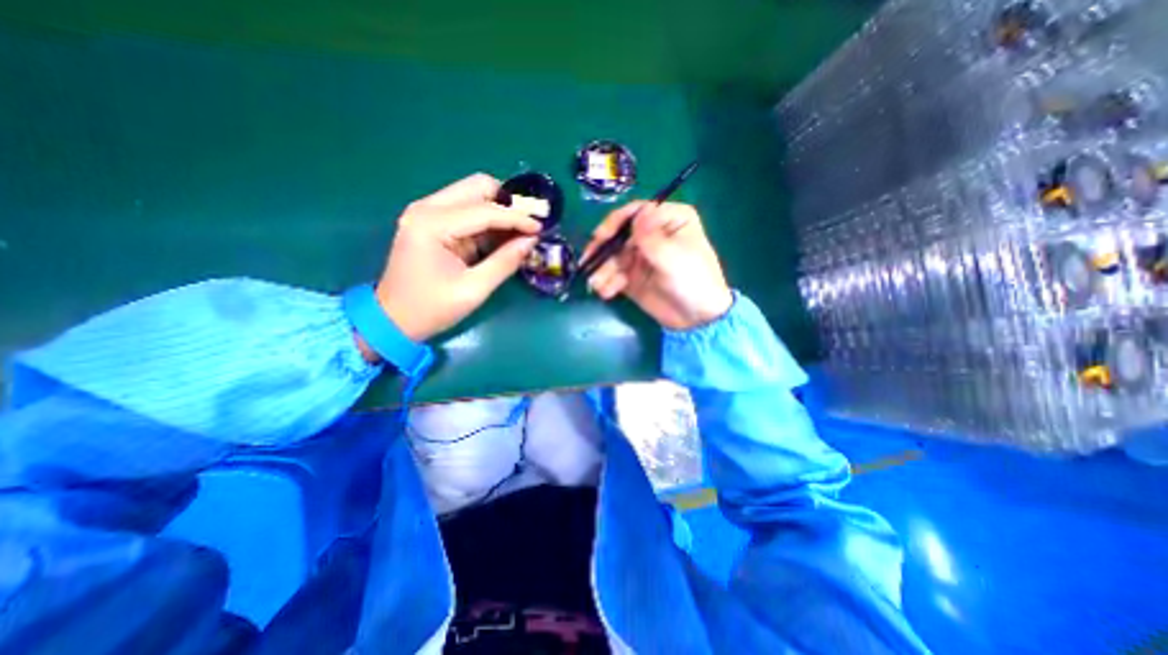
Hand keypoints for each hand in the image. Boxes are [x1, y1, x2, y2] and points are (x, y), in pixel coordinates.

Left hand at [373, 175, 541, 344]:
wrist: (392, 319)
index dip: (517, 218)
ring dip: (499, 209)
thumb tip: (532, 240)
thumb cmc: (431, 308)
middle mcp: (427, 208)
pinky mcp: (431, 221)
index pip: (485, 210)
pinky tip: (502, 236)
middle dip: (508, 203)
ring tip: (520, 232)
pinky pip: (467, 209)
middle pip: (477, 186)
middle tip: (528, 225)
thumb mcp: (474, 290)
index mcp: (432, 224)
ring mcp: (427, 212)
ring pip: (473, 194)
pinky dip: (488, 219)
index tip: (541, 228)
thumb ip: (505, 262)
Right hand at [581, 199, 731, 331]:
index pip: (636, 212)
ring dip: (602, 269)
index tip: (601, 236)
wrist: (698, 318)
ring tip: (598, 284)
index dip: (616, 222)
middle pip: (619, 234)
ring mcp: (641, 256)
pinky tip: (606, 291)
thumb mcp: (674, 258)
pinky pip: (614, 274)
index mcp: (669, 220)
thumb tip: (637, 213)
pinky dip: (607, 282)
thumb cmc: (694, 281)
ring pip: (613, 256)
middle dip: (603, 249)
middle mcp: (653, 234)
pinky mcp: (632, 276)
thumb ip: (652, 238)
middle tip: (588, 261)